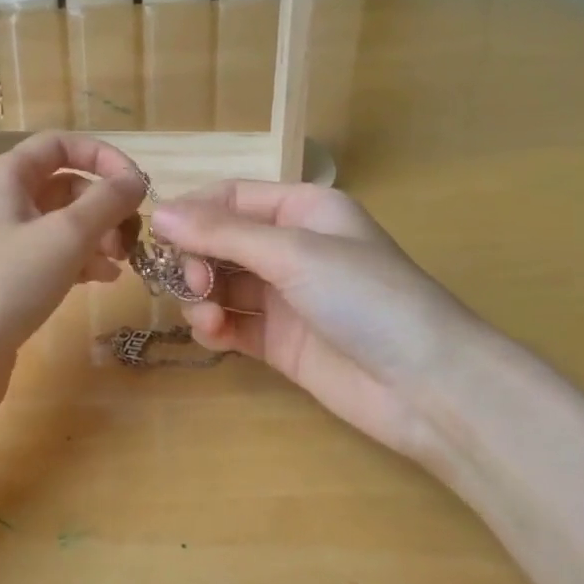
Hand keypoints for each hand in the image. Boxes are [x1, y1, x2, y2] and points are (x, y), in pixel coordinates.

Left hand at [0, 133, 145, 422]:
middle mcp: (1, 201)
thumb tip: (136, 180)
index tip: (138, 186)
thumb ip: (106, 202)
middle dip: (104, 206)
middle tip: (132, 237)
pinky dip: (80, 261)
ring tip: (122, 263)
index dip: (103, 157)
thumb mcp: (65, 236)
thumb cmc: (6, 283)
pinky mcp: (6, 277)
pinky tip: (103, 280)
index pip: (60, 144)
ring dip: (97, 235)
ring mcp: (1, 241)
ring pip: (61, 223)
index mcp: (5, 176)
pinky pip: (52, 255)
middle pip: (65, 185)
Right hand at [152, 182, 490, 476]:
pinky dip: (214, 327)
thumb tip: (159, 213)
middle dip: (196, 259)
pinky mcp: (279, 343)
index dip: (192, 212)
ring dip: (201, 296)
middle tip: (192, 282)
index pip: (232, 198)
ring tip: (205, 315)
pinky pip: (232, 324)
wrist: (426, 385)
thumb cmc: (366, 297)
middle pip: (220, 242)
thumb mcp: (293, 253)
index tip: (156, 235)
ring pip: (221, 285)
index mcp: (304, 211)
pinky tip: (214, 335)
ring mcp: (285, 298)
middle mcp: (292, 249)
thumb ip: (222, 233)